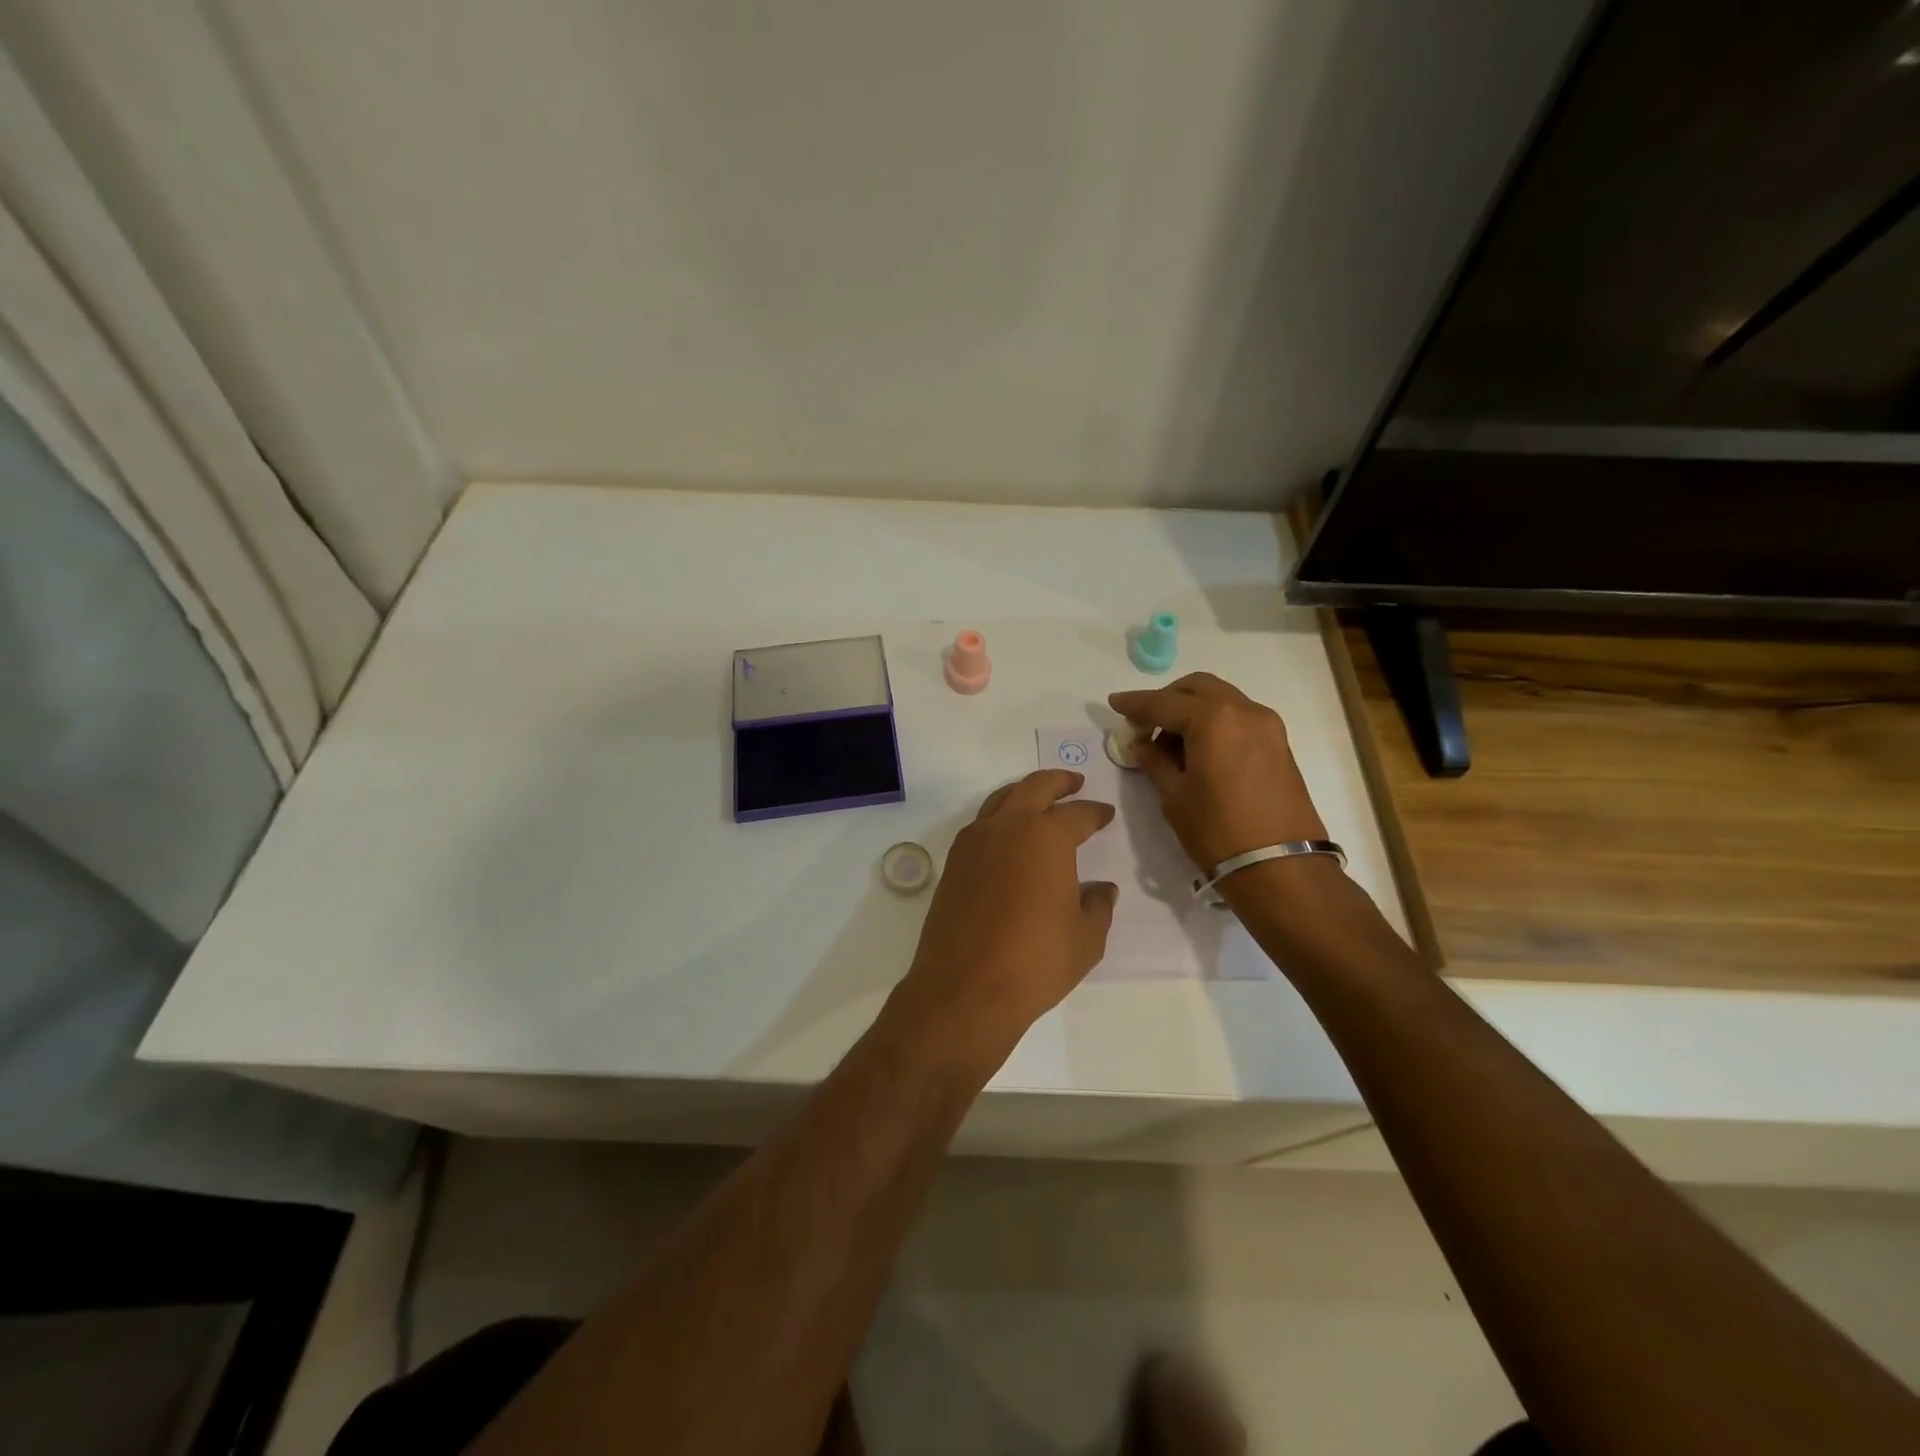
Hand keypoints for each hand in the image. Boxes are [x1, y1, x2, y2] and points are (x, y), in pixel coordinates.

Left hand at [893, 770, 1117, 1062]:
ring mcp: (974, 842)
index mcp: (1047, 837)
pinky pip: (980, 825)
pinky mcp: (953, 863)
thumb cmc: (1036, 962)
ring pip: (1001, 800)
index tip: (1106, 814)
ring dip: (1024, 794)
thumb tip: (1102, 889)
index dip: (1095, 812)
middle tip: (1073, 783)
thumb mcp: (1086, 938)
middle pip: (1034, 787)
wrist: (965, 988)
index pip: (1078, 814)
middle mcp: (1008, 827)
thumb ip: (1098, 906)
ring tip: (1039, 802)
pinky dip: (999, 819)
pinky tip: (1008, 837)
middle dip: (1058, 781)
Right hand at [1108, 672, 1327, 872]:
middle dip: (1166, 699)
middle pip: (1197, 688)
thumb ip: (1154, 761)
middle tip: (1143, 724)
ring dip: (1191, 710)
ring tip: (1169, 743)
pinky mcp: (1279, 743)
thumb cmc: (1218, 832)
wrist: (1281, 868)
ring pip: (1220, 699)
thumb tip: (1142, 744)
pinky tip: (1197, 750)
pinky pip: (1238, 717)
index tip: (1114, 703)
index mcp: (1214, 719)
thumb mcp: (1175, 796)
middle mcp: (1244, 711)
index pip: (1164, 702)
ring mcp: (1267, 725)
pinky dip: (1213, 722)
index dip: (1135, 703)